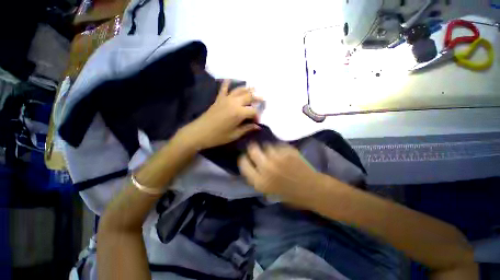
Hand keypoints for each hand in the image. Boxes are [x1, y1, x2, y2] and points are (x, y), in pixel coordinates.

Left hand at [179, 80, 261, 149]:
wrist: (199, 133)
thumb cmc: (218, 136)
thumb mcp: (235, 135)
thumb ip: (247, 128)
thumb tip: (258, 127)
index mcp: (239, 113)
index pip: (253, 111)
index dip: (257, 116)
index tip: (257, 122)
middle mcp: (234, 103)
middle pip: (249, 97)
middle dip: (257, 98)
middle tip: (263, 99)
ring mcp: (225, 99)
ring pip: (239, 90)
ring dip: (247, 89)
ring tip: (254, 88)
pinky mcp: (218, 99)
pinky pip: (224, 88)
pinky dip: (227, 83)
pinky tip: (230, 79)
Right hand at [238, 143, 324, 207]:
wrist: (312, 189)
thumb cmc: (290, 195)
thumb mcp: (268, 191)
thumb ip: (258, 177)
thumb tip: (251, 165)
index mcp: (259, 181)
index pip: (243, 164)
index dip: (243, 159)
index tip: (245, 157)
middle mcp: (266, 168)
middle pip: (252, 149)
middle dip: (253, 148)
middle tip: (257, 149)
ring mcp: (278, 158)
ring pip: (266, 145)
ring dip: (268, 148)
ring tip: (273, 152)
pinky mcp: (288, 151)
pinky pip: (278, 145)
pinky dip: (278, 147)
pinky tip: (283, 152)